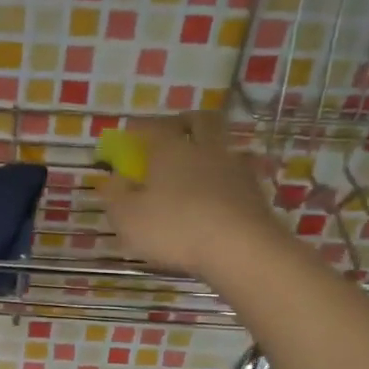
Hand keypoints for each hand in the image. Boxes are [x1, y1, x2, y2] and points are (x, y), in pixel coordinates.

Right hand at [94, 113, 280, 278]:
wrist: (240, 248)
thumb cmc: (174, 228)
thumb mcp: (127, 217)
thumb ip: (115, 195)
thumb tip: (113, 179)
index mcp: (170, 149)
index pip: (153, 126)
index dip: (140, 128)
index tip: (130, 134)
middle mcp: (205, 149)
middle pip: (201, 121)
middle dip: (186, 123)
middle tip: (175, 133)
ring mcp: (236, 169)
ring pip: (224, 147)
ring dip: (211, 152)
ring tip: (199, 170)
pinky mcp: (256, 192)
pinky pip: (239, 176)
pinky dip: (227, 181)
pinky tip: (219, 197)